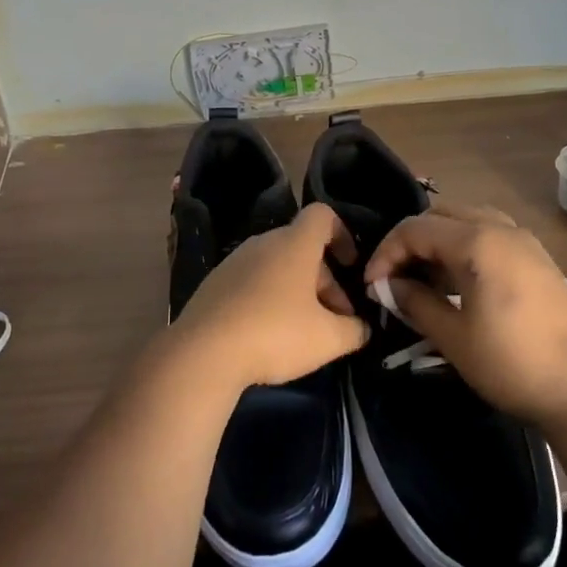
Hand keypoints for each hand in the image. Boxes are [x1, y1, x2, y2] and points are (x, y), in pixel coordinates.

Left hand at [170, 203, 369, 391]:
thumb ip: (354, 330)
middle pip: (302, 247)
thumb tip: (362, 327)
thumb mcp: (329, 339)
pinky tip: (269, 334)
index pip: (322, 215)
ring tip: (304, 331)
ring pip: (277, 266)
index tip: (351, 266)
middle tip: (335, 318)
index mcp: (294, 243)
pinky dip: (268, 298)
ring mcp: (234, 261)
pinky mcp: (215, 283)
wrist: (203, 352)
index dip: (343, 235)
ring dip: (297, 291)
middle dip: (324, 279)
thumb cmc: (275, 334)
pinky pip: (252, 281)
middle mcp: (263, 242)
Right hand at [364, 202, 566, 425]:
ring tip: (426, 279)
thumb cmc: (510, 363)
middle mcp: (500, 227)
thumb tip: (388, 286)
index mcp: (477, 241)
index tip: (374, 286)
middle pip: (440, 214)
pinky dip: (465, 246)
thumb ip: (414, 302)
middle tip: (397, 277)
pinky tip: (460, 282)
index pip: (415, 229)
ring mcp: (523, 240)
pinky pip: (490, 233)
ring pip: (467, 219)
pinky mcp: (537, 257)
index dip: (386, 253)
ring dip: (439, 241)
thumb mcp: (452, 336)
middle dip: (411, 241)